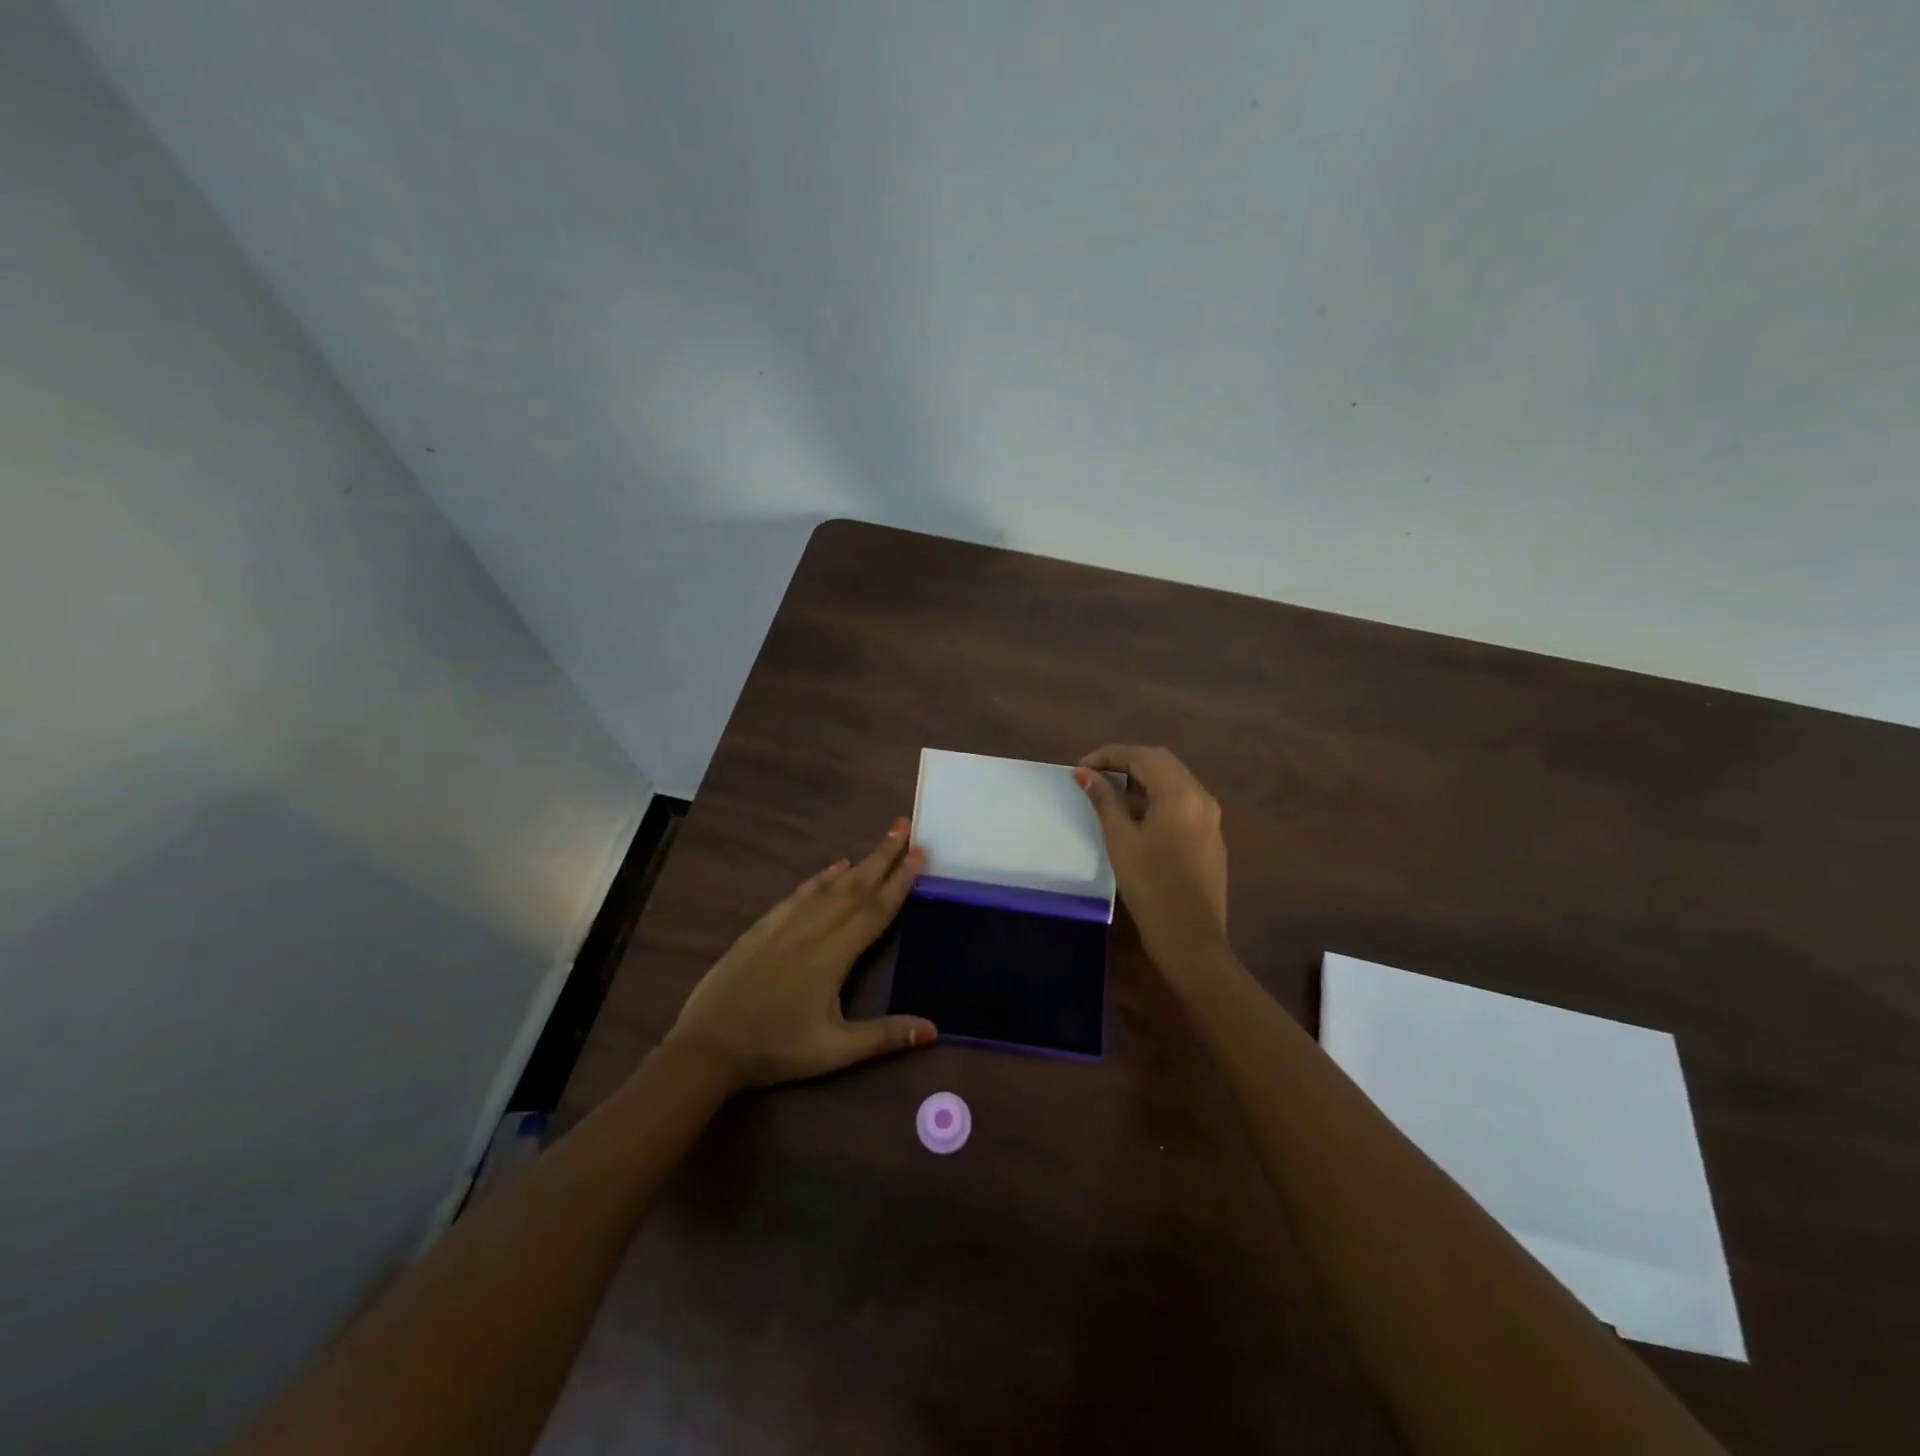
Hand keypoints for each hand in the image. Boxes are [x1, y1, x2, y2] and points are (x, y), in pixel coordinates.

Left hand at [664, 818, 938, 1088]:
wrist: (708, 1047)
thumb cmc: (775, 1049)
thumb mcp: (834, 1051)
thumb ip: (884, 1037)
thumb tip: (934, 1030)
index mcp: (834, 955)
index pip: (875, 910)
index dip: (900, 882)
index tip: (919, 854)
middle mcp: (813, 930)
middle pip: (855, 887)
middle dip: (883, 856)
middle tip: (904, 826)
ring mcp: (784, 925)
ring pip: (829, 886)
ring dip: (858, 862)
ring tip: (881, 841)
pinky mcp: (762, 928)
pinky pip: (799, 893)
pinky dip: (820, 877)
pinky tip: (833, 867)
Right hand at [1074, 746, 1229, 969]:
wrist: (1191, 939)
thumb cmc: (1151, 887)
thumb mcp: (1121, 840)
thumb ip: (1105, 801)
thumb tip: (1086, 774)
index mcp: (1181, 794)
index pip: (1142, 756)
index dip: (1109, 755)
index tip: (1080, 767)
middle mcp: (1201, 798)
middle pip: (1162, 763)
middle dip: (1126, 762)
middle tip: (1093, 776)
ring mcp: (1211, 818)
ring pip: (1174, 782)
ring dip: (1141, 780)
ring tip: (1109, 794)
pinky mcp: (1210, 838)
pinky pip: (1182, 802)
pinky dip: (1156, 798)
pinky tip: (1135, 817)